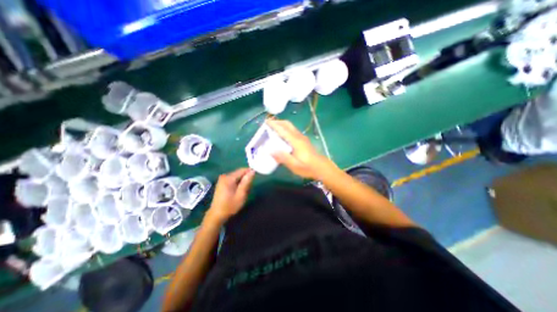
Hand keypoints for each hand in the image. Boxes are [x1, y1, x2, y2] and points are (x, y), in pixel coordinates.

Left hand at [205, 169, 254, 223]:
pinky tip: (239, 190)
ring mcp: (222, 179)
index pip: (242, 170)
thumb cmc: (230, 206)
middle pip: (239, 173)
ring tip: (244, 191)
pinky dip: (238, 183)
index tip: (256, 178)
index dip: (250, 172)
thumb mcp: (241, 195)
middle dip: (246, 178)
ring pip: (237, 176)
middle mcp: (225, 176)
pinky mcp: (222, 182)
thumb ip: (246, 182)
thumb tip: (252, 171)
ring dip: (242, 181)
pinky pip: (233, 179)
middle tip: (249, 188)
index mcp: (228, 178)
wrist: (216, 215)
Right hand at [265, 119, 333, 178]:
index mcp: (296, 141)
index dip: (274, 125)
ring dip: (281, 125)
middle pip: (287, 124)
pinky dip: (285, 129)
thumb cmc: (308, 167)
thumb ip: (283, 158)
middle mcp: (299, 136)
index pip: (283, 130)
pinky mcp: (303, 140)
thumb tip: (270, 151)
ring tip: (273, 128)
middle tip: (268, 124)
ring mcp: (302, 137)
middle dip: (277, 122)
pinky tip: (282, 136)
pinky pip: (292, 131)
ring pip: (290, 127)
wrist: (321, 167)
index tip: (266, 121)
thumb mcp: (294, 165)